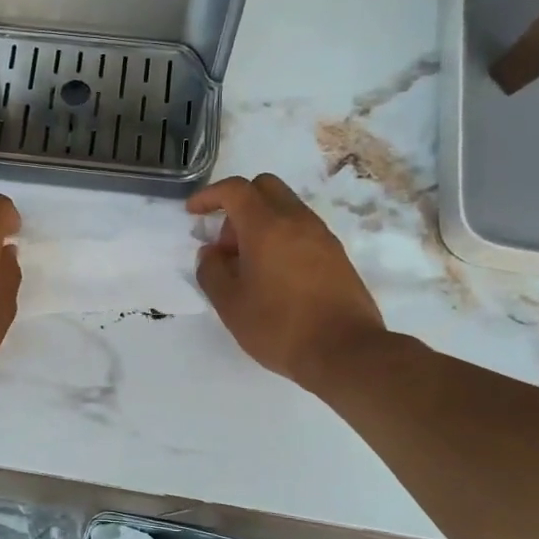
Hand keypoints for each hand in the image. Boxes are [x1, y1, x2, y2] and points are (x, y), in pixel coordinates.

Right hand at [189, 174, 385, 390]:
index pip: (235, 189)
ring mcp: (322, 236)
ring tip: (249, 265)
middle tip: (226, 243)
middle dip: (238, 204)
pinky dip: (282, 237)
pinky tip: (274, 275)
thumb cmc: (279, 327)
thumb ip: (212, 271)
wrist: (345, 352)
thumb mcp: (230, 304)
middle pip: (264, 187)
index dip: (209, 195)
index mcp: (266, 226)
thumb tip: (211, 253)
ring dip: (261, 223)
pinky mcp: (337, 255)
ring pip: (286, 208)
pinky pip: (302, 230)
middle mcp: (297, 220)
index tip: (193, 213)